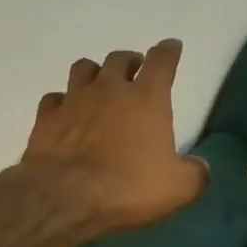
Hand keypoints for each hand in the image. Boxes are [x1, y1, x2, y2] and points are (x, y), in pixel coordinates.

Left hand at [17, 39, 208, 235]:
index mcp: (147, 98)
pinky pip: (54, 99)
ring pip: (83, 69)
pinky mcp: (46, 118)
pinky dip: (62, 102)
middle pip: (120, 59)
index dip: (168, 52)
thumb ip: (195, 174)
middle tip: (135, 72)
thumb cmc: (129, 187)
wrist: (66, 198)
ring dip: (94, 73)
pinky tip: (66, 113)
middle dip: (130, 62)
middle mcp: (109, 89)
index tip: (171, 47)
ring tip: (99, 85)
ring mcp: (74, 100)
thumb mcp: (179, 188)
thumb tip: (199, 167)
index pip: (161, 61)